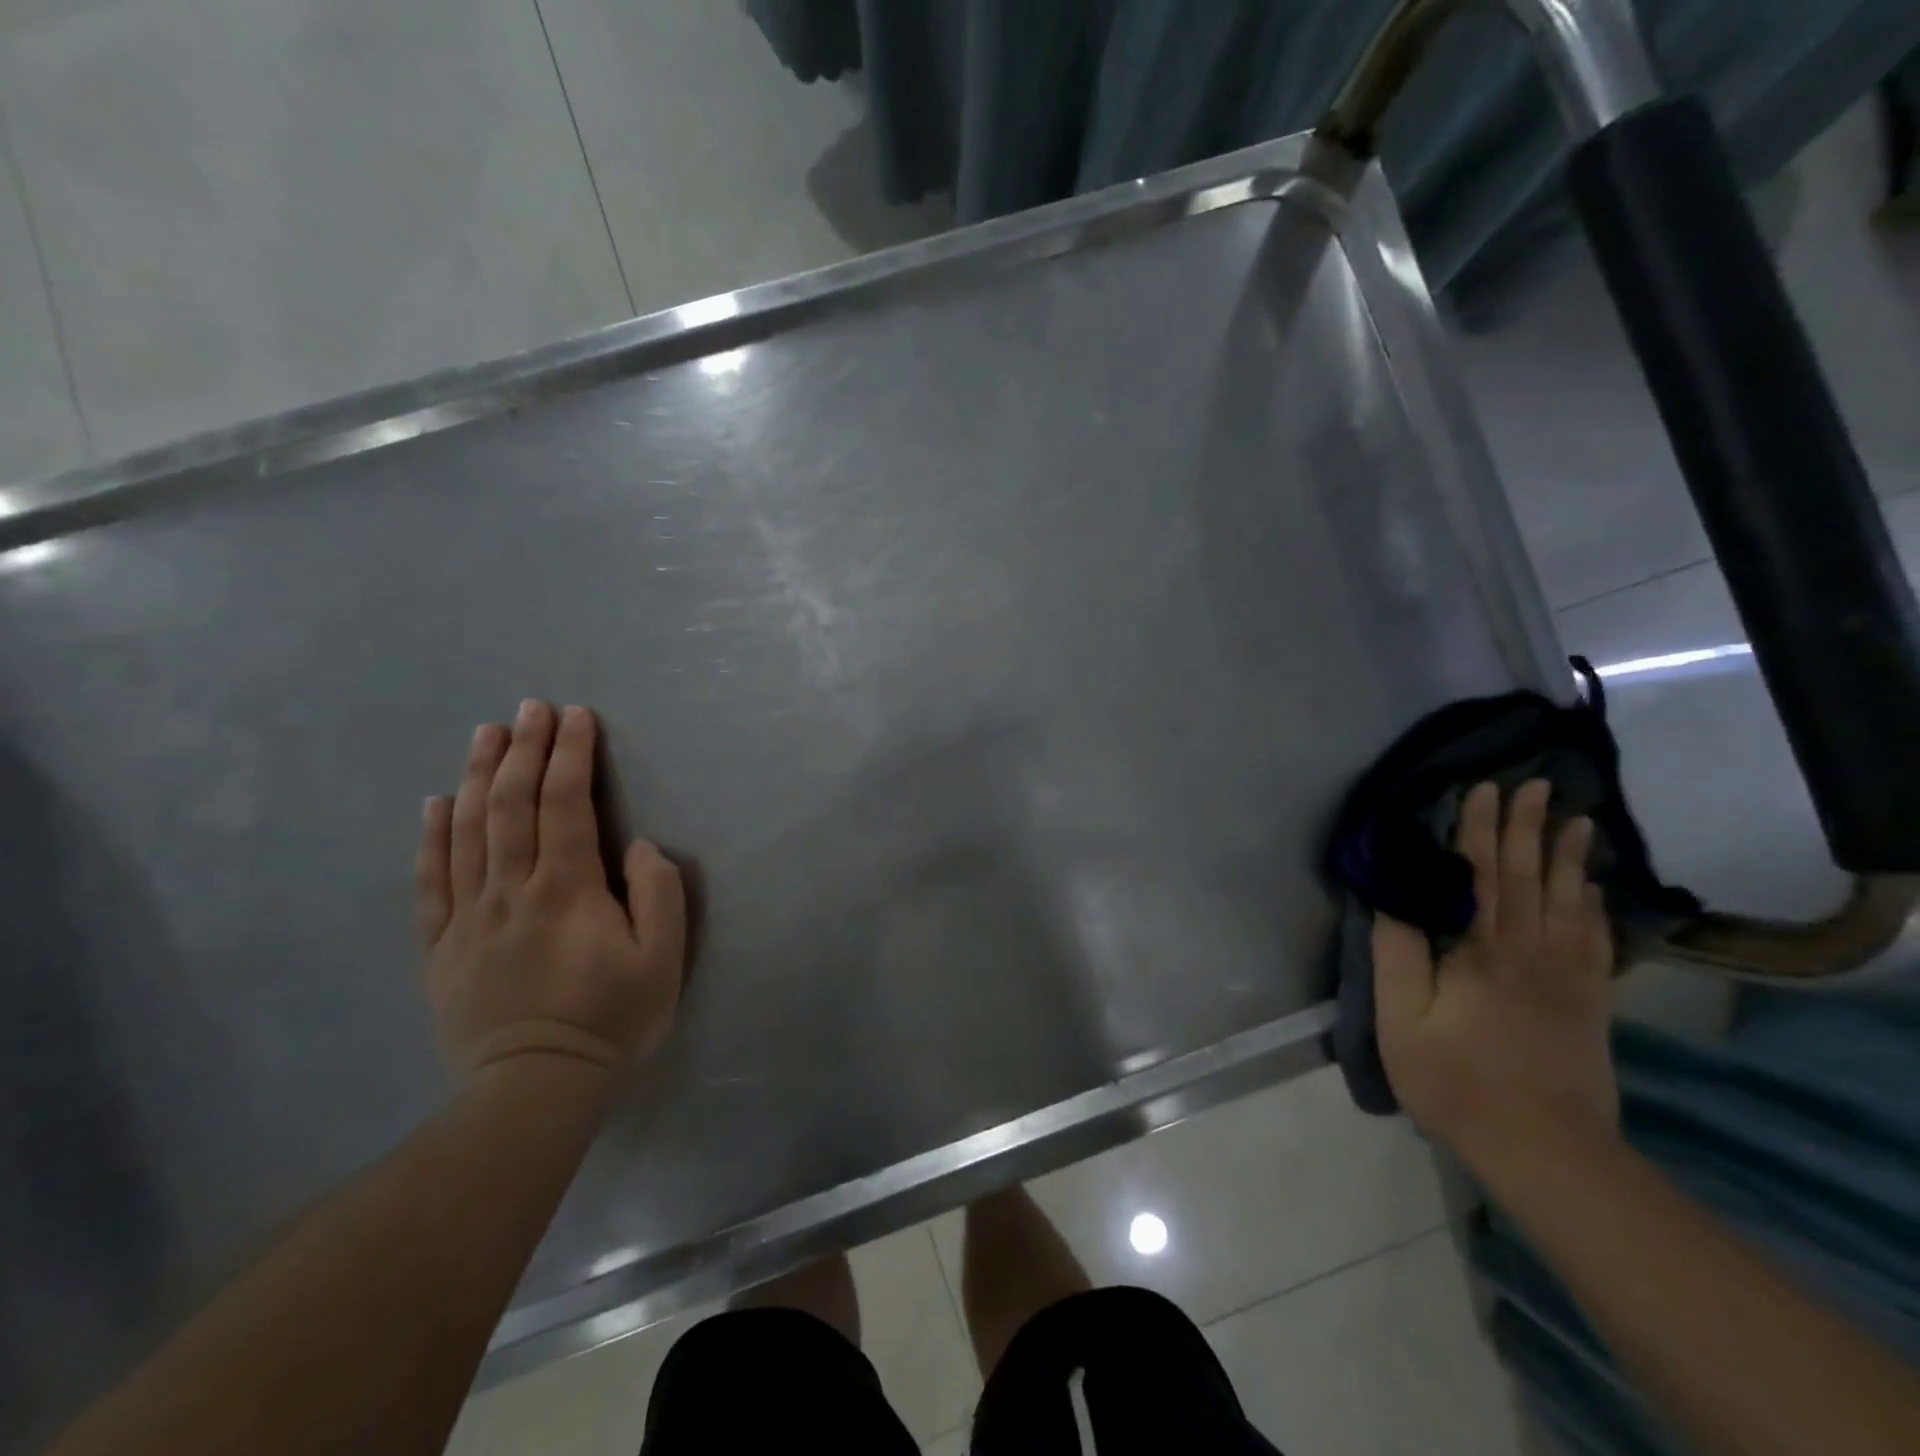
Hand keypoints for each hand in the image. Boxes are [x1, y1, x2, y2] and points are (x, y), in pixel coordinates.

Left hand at [416, 700, 685, 1082]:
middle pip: (513, 806)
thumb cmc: (611, 1018)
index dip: (571, 755)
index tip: (576, 716)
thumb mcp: (662, 959)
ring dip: (480, 776)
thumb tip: (636, 846)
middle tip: (532, 707)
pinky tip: (437, 803)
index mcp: (567, 889)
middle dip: (526, 749)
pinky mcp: (442, 945)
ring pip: (468, 831)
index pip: (566, 805)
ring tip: (488, 733)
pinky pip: (432, 879)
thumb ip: (658, 894)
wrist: (534, 1089)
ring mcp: (469, 916)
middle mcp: (512, 890)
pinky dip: (433, 835)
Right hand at [1372, 779, 1616, 1168]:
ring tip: (1578, 821)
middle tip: (1539, 785)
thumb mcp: (1402, 1019)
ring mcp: (1568, 978)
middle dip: (1529, 827)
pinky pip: (1595, 942)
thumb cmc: (1456, 1080)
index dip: (1479, 829)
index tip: (1483, 790)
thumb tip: (1391, 899)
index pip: (1480, 874)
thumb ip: (1397, 954)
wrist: (1545, 1150)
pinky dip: (1594, 908)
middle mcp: (1531, 951)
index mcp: (1482, 951)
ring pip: (1569, 902)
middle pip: (1529, 877)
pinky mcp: (1590, 1004)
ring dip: (1569, 857)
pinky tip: (1592, 891)